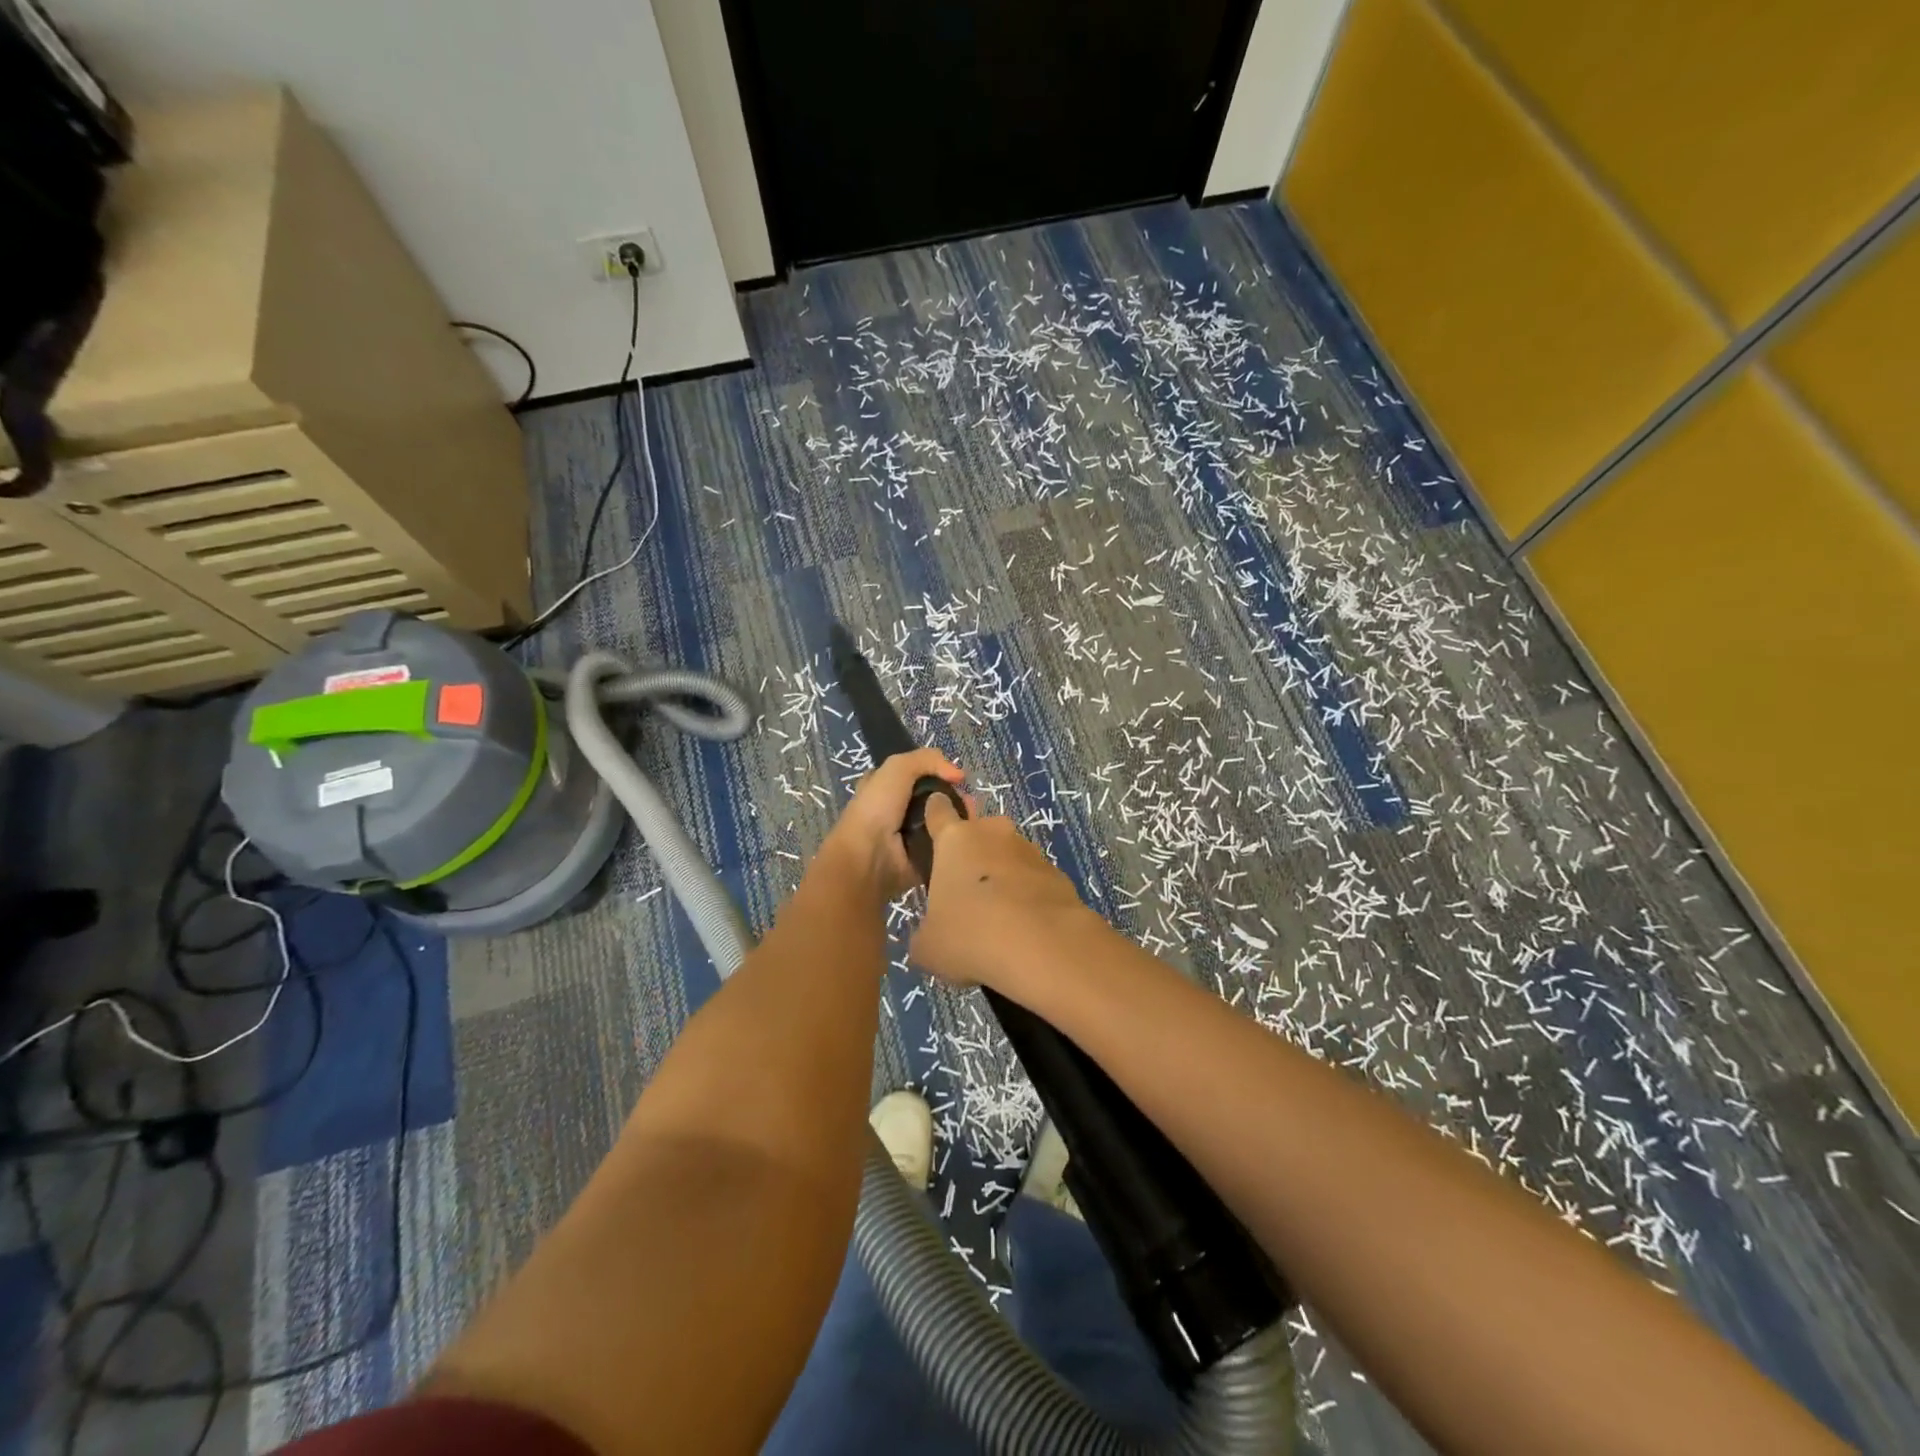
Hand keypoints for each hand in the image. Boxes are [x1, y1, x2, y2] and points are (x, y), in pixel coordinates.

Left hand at [818, 747, 965, 902]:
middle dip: (955, 796)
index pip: (917, 775)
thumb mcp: (897, 768)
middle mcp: (898, 810)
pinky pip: (946, 845)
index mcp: (886, 787)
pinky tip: (970, 835)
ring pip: (943, 821)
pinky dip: (959, 841)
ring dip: (960, 818)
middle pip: (935, 798)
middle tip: (970, 800)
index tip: (959, 778)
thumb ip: (928, 760)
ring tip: (974, 817)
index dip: (938, 773)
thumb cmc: (877, 808)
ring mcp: (911, 836)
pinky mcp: (923, 857)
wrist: (870, 857)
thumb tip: (959, 775)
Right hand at [909, 795, 1090, 992]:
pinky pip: (1034, 881)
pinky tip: (1025, 929)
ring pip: (1009, 857)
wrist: (1043, 947)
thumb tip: (932, 935)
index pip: (939, 810)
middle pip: (979, 832)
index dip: (934, 816)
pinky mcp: (1059, 875)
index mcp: (955, 839)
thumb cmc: (971, 935)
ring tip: (998, 918)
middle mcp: (994, 834)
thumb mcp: (928, 945)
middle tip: (965, 891)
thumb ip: (924, 931)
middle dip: (972, 854)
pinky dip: (1028, 898)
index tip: (931, 828)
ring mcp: (1030, 851)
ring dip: (1002, 877)